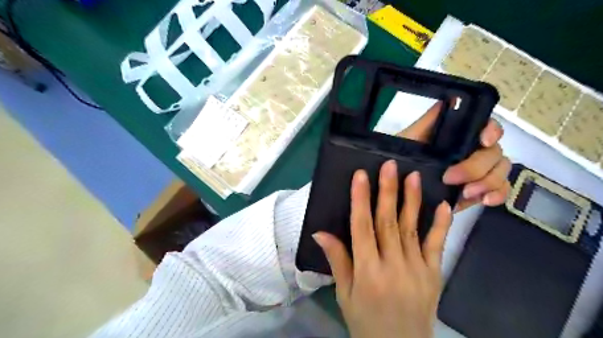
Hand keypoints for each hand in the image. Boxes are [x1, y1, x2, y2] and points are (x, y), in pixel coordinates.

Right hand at [314, 161, 448, 337]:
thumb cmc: (365, 320)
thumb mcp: (344, 293)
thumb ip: (337, 260)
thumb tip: (319, 232)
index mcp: (367, 271)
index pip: (362, 227)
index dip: (361, 199)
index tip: (361, 175)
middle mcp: (393, 266)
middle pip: (388, 222)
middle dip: (387, 191)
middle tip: (389, 166)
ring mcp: (417, 269)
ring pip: (411, 228)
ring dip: (412, 200)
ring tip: (413, 176)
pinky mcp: (434, 273)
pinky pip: (437, 245)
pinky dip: (441, 224)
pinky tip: (443, 205)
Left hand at [400, 100, 510, 210]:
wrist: (398, 185)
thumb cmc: (402, 157)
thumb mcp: (410, 138)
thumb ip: (429, 121)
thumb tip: (451, 98)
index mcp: (459, 136)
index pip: (486, 126)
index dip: (491, 131)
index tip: (482, 140)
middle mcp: (473, 150)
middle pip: (494, 152)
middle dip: (476, 166)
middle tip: (450, 178)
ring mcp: (479, 171)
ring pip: (500, 171)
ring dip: (488, 182)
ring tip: (466, 193)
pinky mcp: (479, 190)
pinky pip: (500, 190)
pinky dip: (497, 195)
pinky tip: (483, 200)